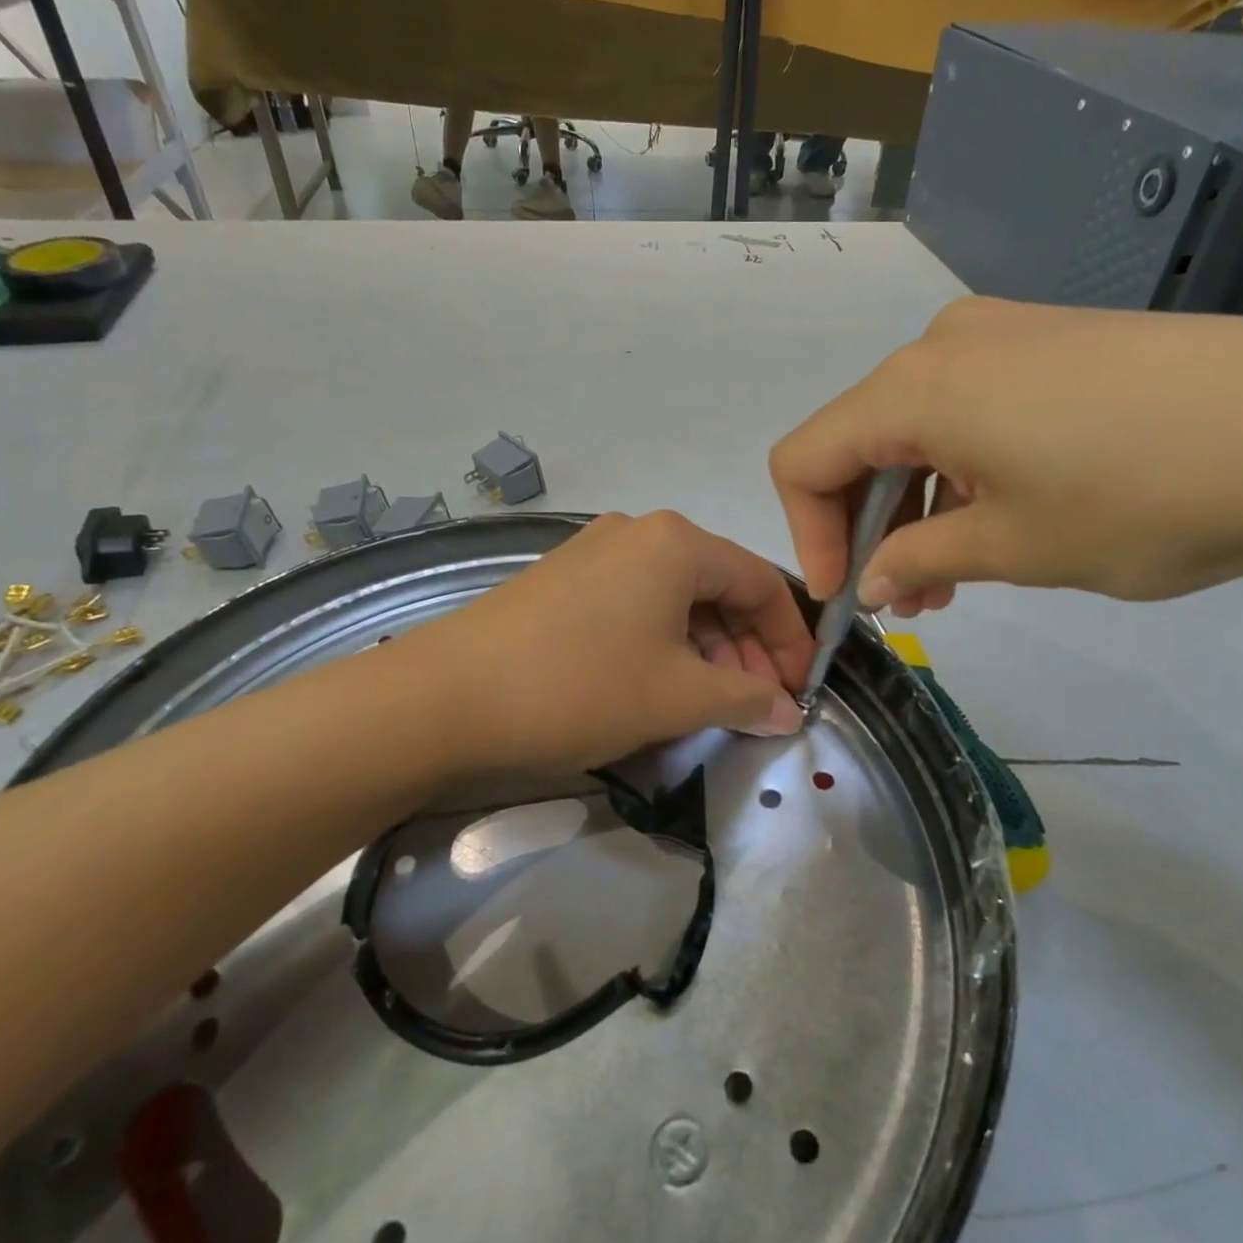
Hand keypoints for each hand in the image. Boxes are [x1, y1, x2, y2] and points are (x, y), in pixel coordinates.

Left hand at [403, 511, 812, 772]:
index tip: (798, 690)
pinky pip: (635, 605)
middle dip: (746, 649)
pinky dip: (662, 644)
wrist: (444, 698)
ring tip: (708, 705)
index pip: (761, 582)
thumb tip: (784, 711)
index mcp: (677, 542)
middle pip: (718, 588)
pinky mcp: (563, 581)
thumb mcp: (677, 697)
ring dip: (705, 650)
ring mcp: (594, 552)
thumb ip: (745, 699)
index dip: (790, 640)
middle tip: (754, 706)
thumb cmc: (580, 687)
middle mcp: (639, 532)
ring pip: (676, 599)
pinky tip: (657, 686)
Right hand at [769, 296, 1242, 609]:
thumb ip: (917, 561)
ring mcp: (1002, 334)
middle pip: (856, 440)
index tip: (844, 598)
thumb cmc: (1145, 498)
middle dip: (864, 527)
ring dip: (913, 506)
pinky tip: (996, 520)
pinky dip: (957, 471)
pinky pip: (966, 410)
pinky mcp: (1051, 342)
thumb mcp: (1013, 548)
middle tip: (900, 600)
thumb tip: (868, 583)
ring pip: (914, 429)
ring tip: (950, 580)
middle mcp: (942, 345)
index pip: (805, 459)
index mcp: (915, 388)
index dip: (807, 535)